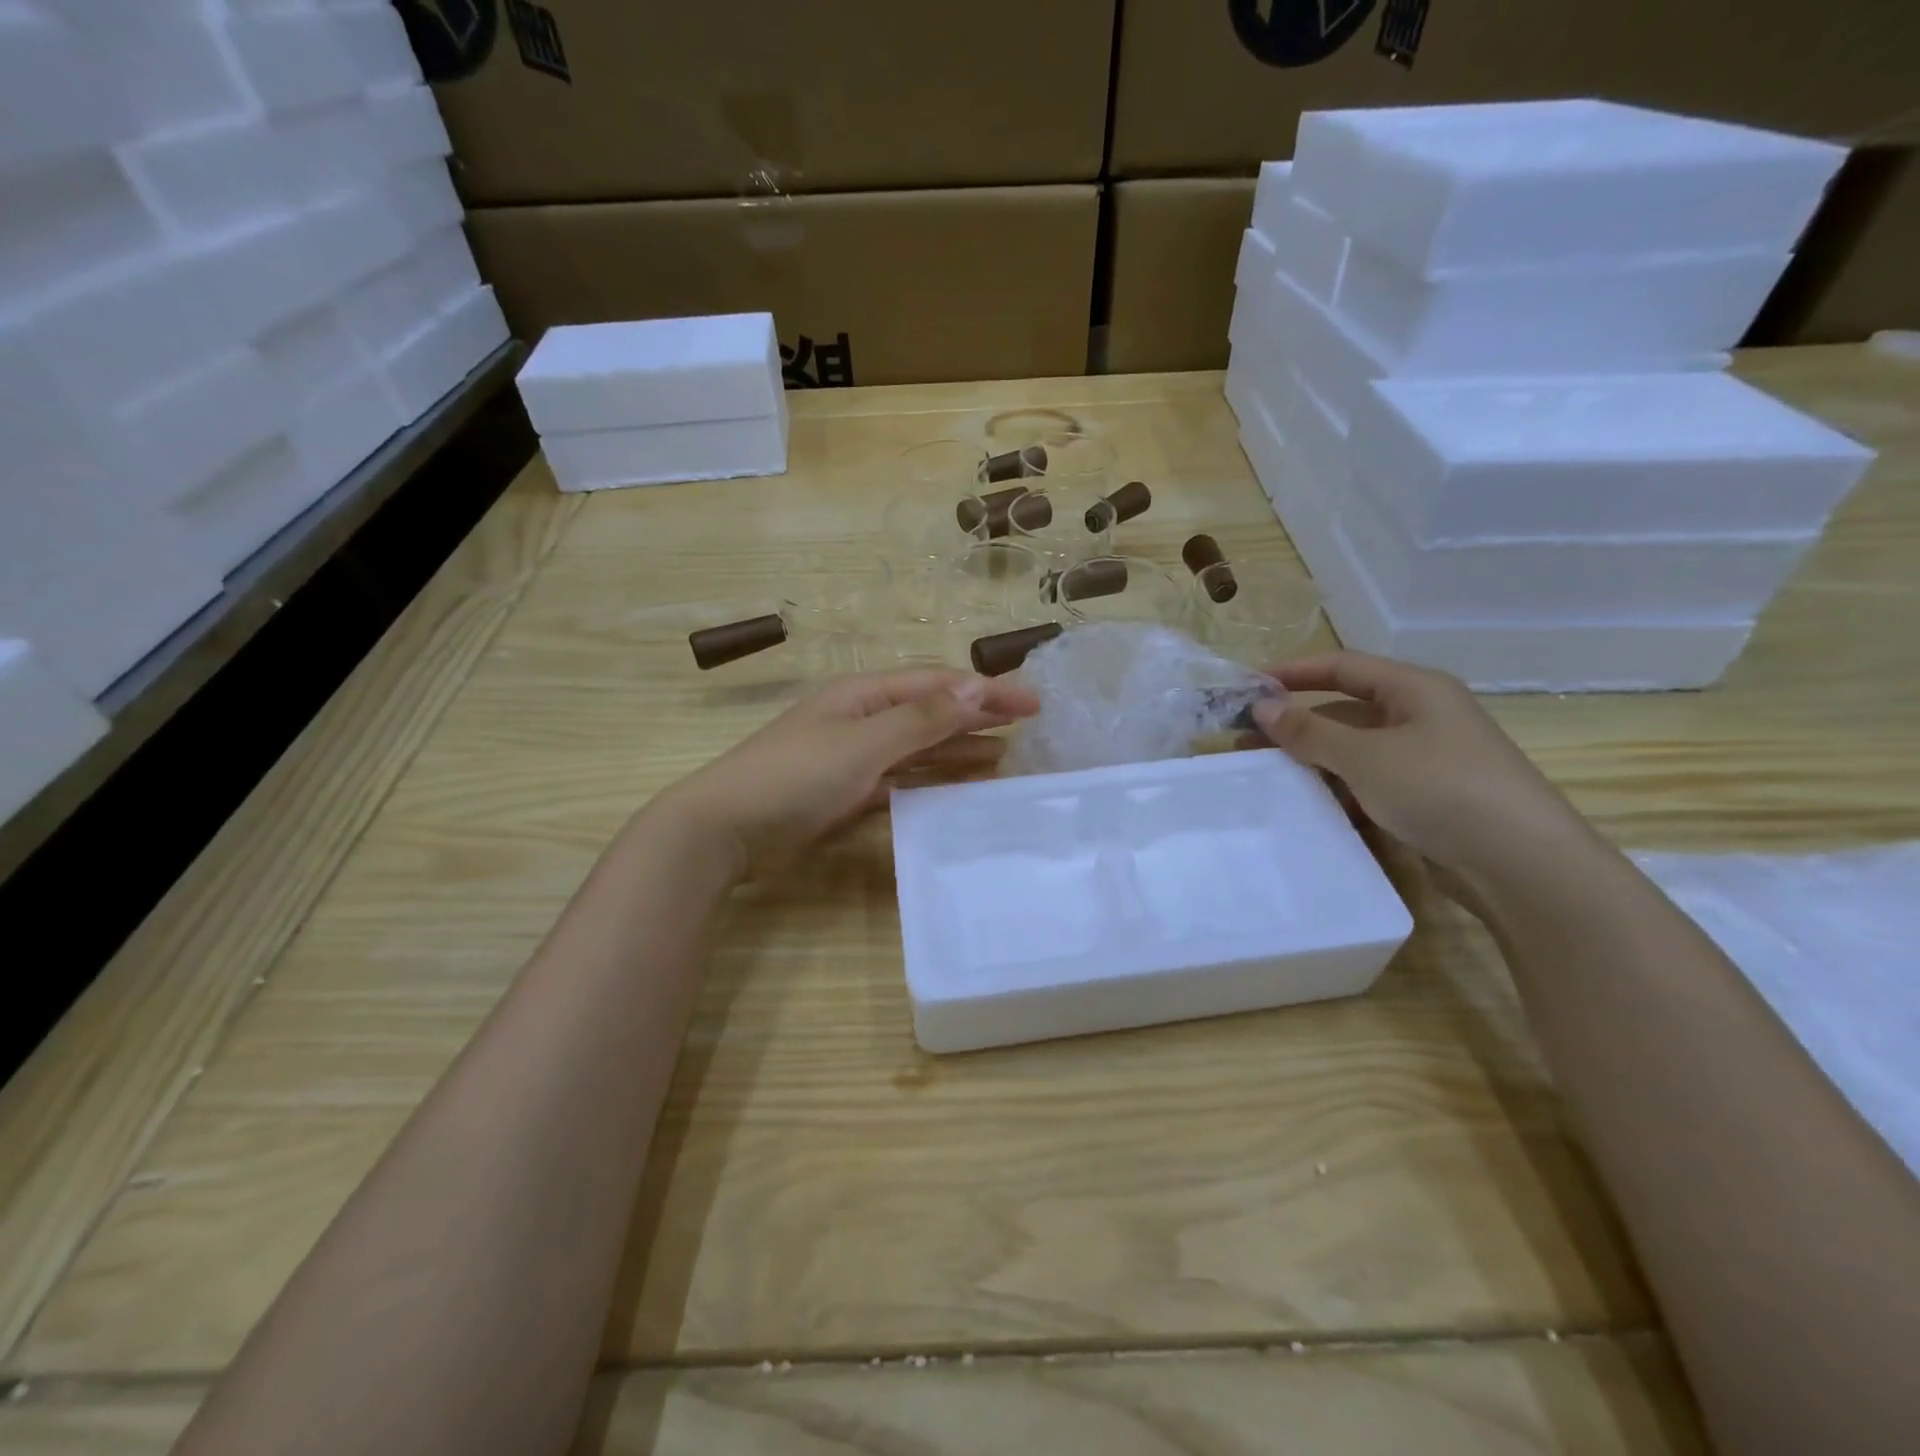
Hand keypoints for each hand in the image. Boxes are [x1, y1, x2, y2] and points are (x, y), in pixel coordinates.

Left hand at [656, 668, 1039, 877]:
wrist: (726, 829)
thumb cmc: (795, 776)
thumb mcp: (861, 743)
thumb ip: (920, 719)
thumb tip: (975, 687)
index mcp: (863, 694)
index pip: (936, 684)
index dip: (985, 690)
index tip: (1032, 703)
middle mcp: (862, 718)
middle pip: (931, 712)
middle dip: (977, 716)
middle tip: (1028, 728)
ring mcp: (855, 756)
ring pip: (919, 748)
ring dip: (960, 750)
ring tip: (1006, 759)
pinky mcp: (849, 792)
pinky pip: (903, 779)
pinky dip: (933, 780)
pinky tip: (959, 788)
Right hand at [1248, 652, 1592, 896]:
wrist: (1521, 864)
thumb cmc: (1440, 788)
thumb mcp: (1365, 756)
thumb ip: (1309, 730)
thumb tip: (1261, 706)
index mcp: (1415, 689)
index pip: (1342, 666)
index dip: (1293, 672)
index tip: (1248, 687)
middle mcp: (1422, 717)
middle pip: (1345, 709)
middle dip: (1296, 723)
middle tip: (1246, 740)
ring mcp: (1426, 760)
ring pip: (1355, 750)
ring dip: (1313, 760)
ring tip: (1267, 776)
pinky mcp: (1427, 799)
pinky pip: (1369, 784)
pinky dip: (1338, 791)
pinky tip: (1310, 808)